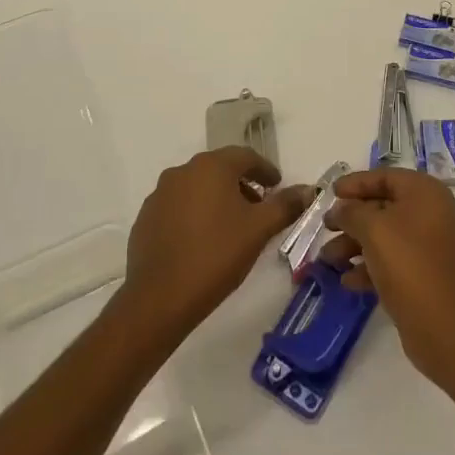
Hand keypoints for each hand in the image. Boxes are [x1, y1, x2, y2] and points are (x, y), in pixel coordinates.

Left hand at [117, 148, 314, 344]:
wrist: (159, 298)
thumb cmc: (215, 256)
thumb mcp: (258, 230)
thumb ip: (285, 205)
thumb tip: (309, 189)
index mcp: (211, 166)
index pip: (246, 156)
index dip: (266, 170)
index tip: (277, 187)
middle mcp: (183, 171)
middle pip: (220, 169)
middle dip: (242, 185)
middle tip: (258, 208)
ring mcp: (160, 194)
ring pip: (197, 187)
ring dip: (217, 199)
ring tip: (232, 227)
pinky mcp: (146, 217)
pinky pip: (178, 206)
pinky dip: (195, 214)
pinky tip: (203, 240)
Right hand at [319, 167, 454, 377]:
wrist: (439, 323)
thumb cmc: (405, 261)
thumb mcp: (372, 228)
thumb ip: (351, 212)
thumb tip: (340, 209)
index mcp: (425, 192)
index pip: (385, 177)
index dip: (356, 183)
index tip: (331, 192)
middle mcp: (431, 213)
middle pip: (384, 207)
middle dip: (351, 220)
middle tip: (326, 227)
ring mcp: (430, 245)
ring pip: (385, 236)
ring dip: (355, 245)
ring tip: (328, 259)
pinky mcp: (425, 274)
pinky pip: (393, 260)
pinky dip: (370, 266)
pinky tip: (347, 281)